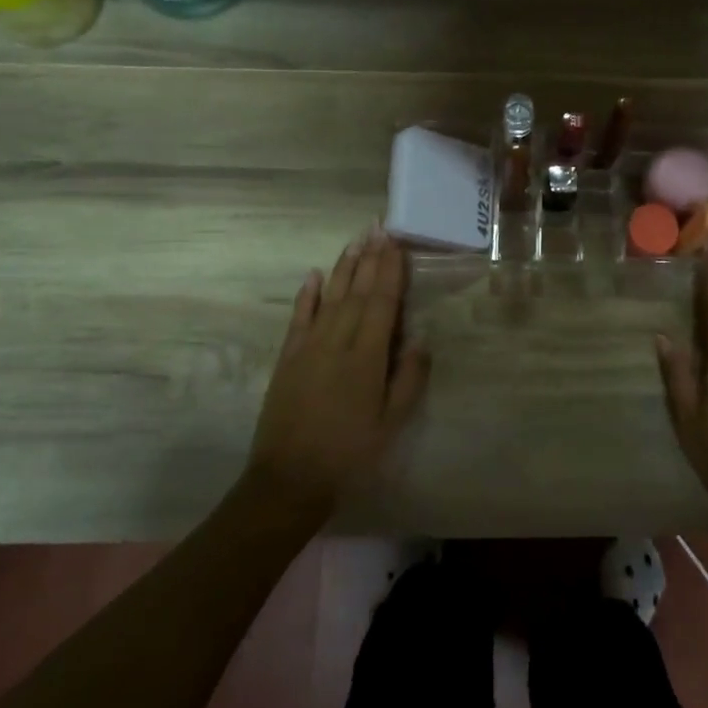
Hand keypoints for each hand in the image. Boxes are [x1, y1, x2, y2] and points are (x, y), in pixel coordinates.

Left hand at [247, 229, 430, 515]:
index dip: (390, 272)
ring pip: (330, 297)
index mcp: (366, 357)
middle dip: (369, 258)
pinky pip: (299, 318)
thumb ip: (407, 379)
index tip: (397, 244)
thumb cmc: (350, 454)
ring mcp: (308, 347)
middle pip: (357, 292)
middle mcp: (337, 342)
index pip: (382, 303)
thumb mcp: (391, 423)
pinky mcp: (287, 358)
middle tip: (379, 228)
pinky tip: (315, 275)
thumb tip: (420, 340)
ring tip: (355, 241)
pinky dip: (307, 295)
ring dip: (344, 267)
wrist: (289, 479)